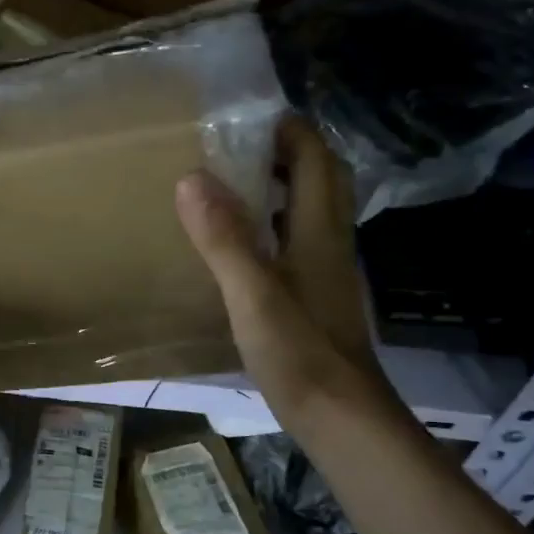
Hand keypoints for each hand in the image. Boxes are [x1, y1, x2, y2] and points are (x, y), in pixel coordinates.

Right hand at [176, 117, 400, 432]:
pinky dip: (274, 225)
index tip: (247, 116)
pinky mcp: (317, 297)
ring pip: (311, 211)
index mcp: (319, 231)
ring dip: (282, 187)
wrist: (340, 417)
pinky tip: (243, 243)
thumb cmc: (299, 352)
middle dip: (287, 152)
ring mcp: (327, 271)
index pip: (314, 159)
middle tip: (236, 146)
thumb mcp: (252, 293)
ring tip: (233, 184)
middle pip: (320, 179)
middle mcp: (330, 242)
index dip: (289, 130)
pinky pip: (298, 241)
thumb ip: (224, 237)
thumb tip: (192, 177)